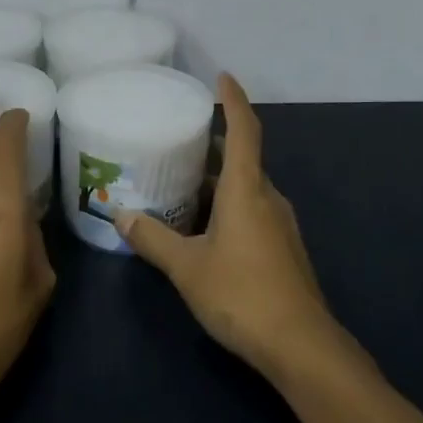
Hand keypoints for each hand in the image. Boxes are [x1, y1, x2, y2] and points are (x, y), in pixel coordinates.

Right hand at [115, 74, 342, 381]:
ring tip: (184, 181)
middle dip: (215, 144)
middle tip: (181, 137)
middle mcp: (268, 198)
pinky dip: (229, 205)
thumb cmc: (242, 294)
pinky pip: (253, 211)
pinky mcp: (283, 249)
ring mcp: (280, 225)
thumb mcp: (187, 266)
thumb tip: (121, 215)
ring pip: (248, 188)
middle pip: (244, 158)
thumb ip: (153, 239)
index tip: (222, 76)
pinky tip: (205, 226)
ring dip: (219, 179)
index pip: (244, 130)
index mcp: (247, 190)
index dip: (234, 100)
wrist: (301, 346)